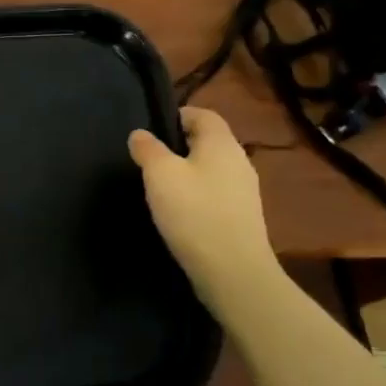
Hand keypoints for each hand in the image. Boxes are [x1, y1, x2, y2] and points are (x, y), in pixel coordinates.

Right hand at [128, 107, 279, 291]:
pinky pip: (216, 194)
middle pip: (208, 142)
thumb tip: (140, 134)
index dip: (177, 116)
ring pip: (211, 169)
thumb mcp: (160, 174)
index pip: (203, 114)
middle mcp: (239, 161)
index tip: (152, 132)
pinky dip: (198, 196)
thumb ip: (148, 149)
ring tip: (160, 189)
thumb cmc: (194, 212)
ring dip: (188, 173)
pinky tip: (179, 213)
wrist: (233, 271)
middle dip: (179, 147)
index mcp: (222, 143)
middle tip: (150, 161)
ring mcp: (245, 191)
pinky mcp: (243, 217)